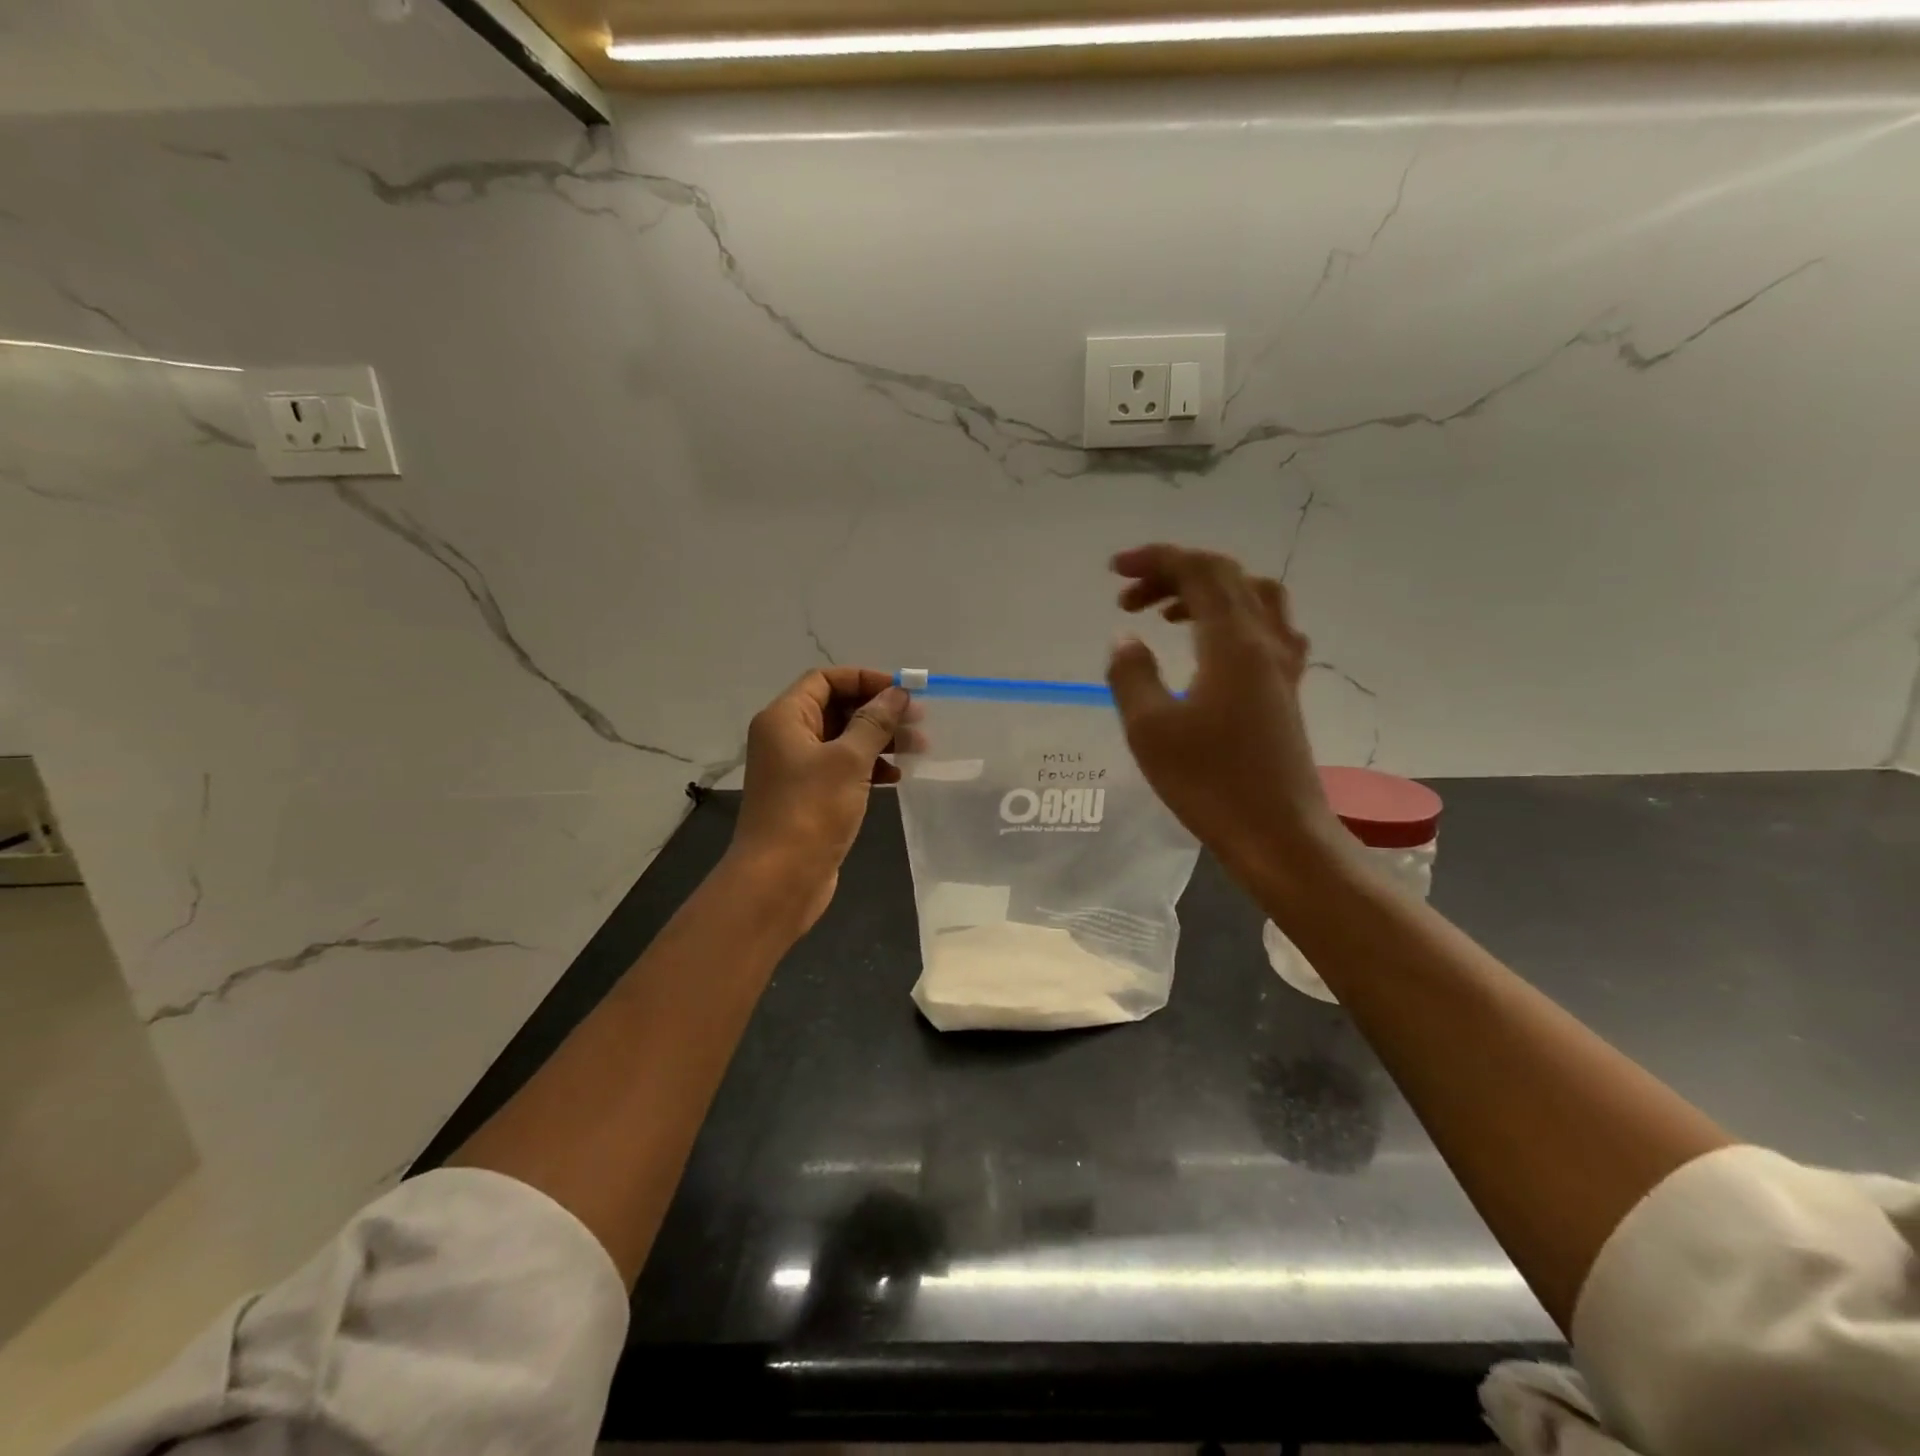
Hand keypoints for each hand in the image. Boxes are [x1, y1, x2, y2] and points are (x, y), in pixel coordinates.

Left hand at [727, 667, 907, 928]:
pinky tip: (895, 777)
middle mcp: (786, 738)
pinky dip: (869, 767)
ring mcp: (797, 769)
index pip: (825, 680)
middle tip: (919, 721)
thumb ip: (875, 722)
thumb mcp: (849, 760)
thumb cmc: (811, 811)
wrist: (779, 879)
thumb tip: (898, 693)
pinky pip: (842, 769)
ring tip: (918, 748)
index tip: (902, 692)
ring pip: (843, 740)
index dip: (864, 680)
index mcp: (785, 718)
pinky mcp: (809, 797)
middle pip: (836, 708)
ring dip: (879, 740)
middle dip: (878, 712)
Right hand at [1106, 544, 1344, 883]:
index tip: (1114, 571)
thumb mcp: (1150, 728)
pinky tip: (1210, 647)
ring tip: (1165, 614)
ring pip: (1252, 597)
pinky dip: (1231, 618)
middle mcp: (1265, 641)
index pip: (1199, 571)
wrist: (1278, 835)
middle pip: (1226, 577)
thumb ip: (1131, 674)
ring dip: (1206, 592)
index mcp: (1233, 642)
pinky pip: (1266, 628)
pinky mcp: (1287, 690)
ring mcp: (1283, 665)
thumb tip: (1127, 639)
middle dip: (1174, 573)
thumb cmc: (1210, 783)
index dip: (1155, 559)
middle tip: (1128, 599)